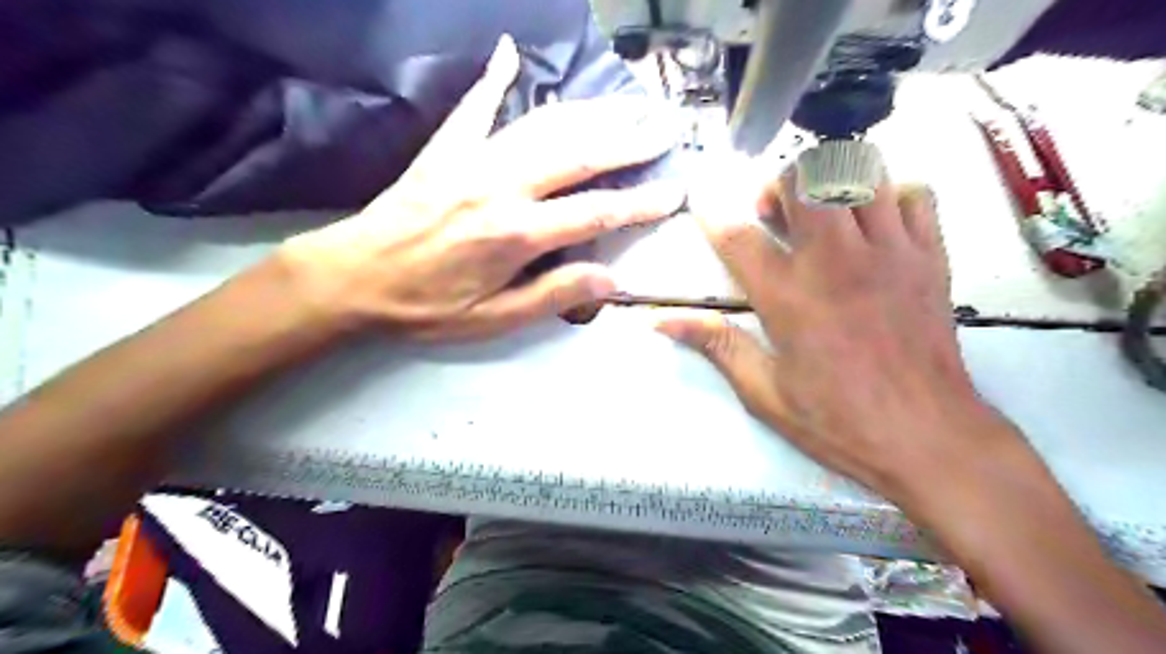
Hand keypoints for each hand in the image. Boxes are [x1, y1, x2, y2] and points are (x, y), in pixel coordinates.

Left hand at [279, 34, 683, 343]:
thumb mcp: (493, 319)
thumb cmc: (425, 307)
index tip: (675, 191)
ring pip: (544, 124)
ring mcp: (473, 159)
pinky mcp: (445, 148)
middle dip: (629, 140)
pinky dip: (495, 77)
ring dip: (590, 110)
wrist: (353, 277)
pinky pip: (475, 105)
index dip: (641, 202)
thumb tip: (610, 280)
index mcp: (517, 234)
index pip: (597, 213)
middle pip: (580, 154)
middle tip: (665, 126)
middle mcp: (502, 186)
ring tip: (626, 100)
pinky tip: (511, 51)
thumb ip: (553, 296)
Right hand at [659, 172, 1021, 505]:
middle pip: (805, 179)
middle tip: (774, 214)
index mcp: (788, 298)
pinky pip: (916, 193)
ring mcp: (889, 253)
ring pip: (862, 172)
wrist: (929, 438)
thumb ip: (716, 345)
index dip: (712, 213)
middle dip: (780, 184)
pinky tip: (875, 226)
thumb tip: (662, 322)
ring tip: (823, 213)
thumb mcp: (764, 392)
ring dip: (832, 182)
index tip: (702, 202)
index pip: (738, 236)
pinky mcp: (931, 257)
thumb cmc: (838, 422)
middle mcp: (836, 262)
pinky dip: (891, 195)